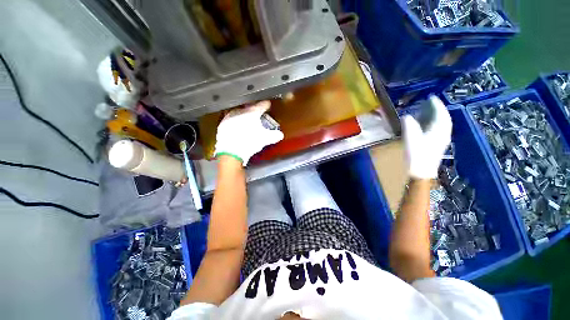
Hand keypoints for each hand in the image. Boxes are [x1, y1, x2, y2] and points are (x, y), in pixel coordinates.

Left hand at [214, 101, 283, 165]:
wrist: (231, 151)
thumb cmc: (249, 142)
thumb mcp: (265, 139)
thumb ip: (274, 135)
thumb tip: (280, 135)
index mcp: (252, 113)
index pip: (261, 106)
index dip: (266, 105)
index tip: (268, 104)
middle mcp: (240, 112)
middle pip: (249, 107)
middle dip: (254, 109)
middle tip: (258, 113)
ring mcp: (230, 117)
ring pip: (239, 112)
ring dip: (244, 114)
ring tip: (247, 120)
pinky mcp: (223, 125)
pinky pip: (231, 120)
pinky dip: (235, 122)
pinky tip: (237, 127)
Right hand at [402, 95, 451, 179]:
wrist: (421, 172)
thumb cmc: (416, 155)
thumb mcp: (410, 139)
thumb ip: (409, 126)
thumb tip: (407, 116)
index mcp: (438, 131)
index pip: (441, 114)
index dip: (437, 105)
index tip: (431, 97)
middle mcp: (443, 134)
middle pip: (443, 119)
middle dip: (438, 110)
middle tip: (430, 103)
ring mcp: (441, 141)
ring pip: (441, 125)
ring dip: (436, 117)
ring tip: (428, 112)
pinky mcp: (437, 146)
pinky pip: (438, 131)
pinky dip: (434, 125)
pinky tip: (427, 126)